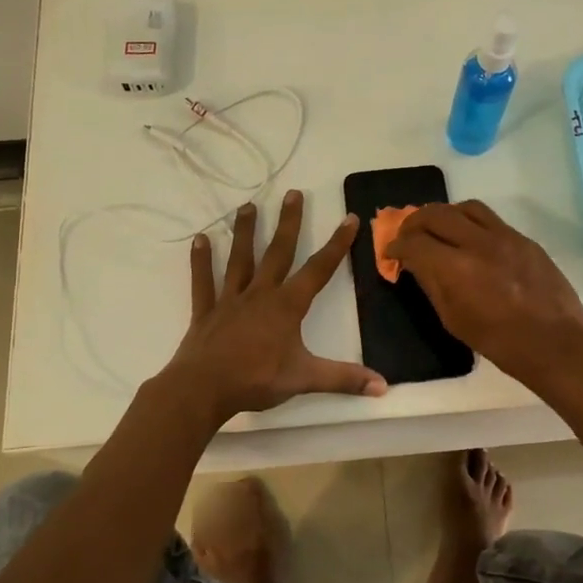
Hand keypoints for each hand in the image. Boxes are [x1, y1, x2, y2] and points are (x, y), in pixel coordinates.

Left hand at [161, 191, 387, 422]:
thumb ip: (344, 379)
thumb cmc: (256, 381)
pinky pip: (203, 281)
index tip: (349, 218)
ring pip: (240, 259)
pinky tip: (199, 239)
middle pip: (277, 252)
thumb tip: (383, 386)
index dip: (337, 244)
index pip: (319, 269)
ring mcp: (230, 300)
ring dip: (244, 232)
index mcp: (286, 306)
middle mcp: (260, 294)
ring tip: (247, 206)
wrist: (203, 389)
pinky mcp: (206, 311)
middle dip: (288, 223)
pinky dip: (201, 261)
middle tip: (293, 193)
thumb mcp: (305, 379)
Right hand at [386, 200, 582, 385]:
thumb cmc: (499, 342)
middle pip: (436, 214)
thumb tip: (416, 264)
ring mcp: (505, 237)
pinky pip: (491, 219)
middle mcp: (478, 243)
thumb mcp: (454, 320)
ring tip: (440, 229)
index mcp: (456, 269)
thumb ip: (432, 285)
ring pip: (465, 207)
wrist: (555, 343)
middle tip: (408, 235)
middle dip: (414, 222)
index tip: (391, 253)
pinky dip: (471, 222)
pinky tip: (471, 239)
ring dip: (445, 214)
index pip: (414, 242)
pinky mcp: (524, 239)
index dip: (396, 246)